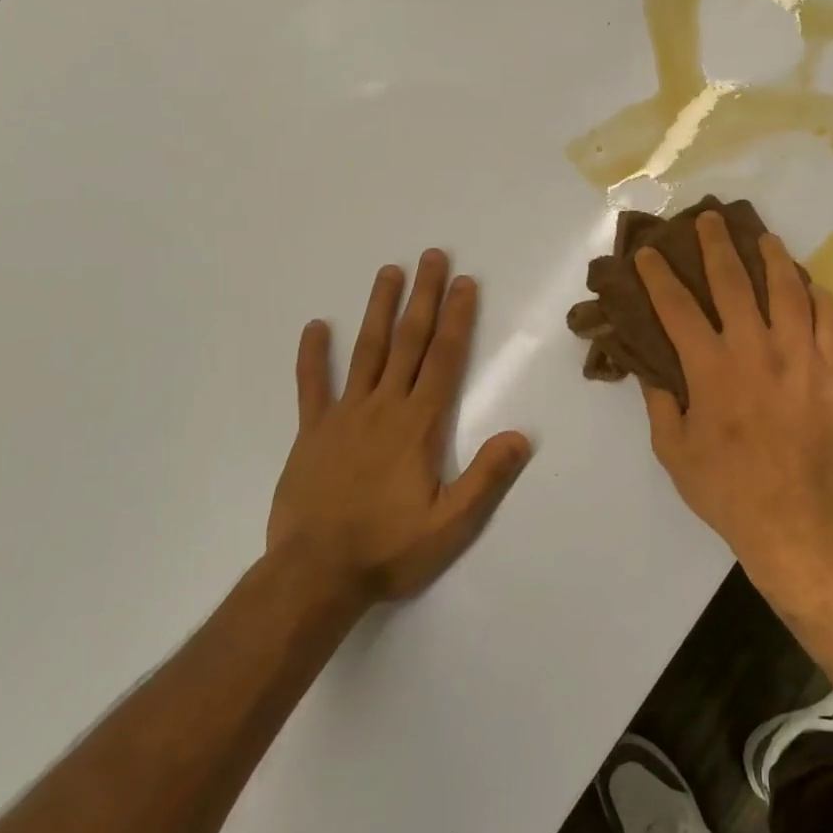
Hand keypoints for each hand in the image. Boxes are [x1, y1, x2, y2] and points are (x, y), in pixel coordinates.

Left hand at [267, 250, 533, 602]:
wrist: (314, 575)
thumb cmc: (389, 549)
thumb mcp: (450, 524)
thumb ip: (486, 477)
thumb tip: (521, 436)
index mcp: (419, 424)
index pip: (445, 358)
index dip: (458, 318)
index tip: (465, 282)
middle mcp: (384, 406)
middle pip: (408, 341)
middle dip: (424, 296)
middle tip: (432, 256)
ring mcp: (344, 415)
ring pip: (365, 350)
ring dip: (379, 309)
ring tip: (389, 272)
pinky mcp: (312, 432)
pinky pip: (311, 386)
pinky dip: (313, 355)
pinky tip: (315, 326)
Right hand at [636, 211, 832, 581]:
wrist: (795, 522)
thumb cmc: (725, 489)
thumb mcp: (674, 451)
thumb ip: (661, 401)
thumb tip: (649, 366)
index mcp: (710, 368)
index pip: (676, 307)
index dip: (658, 276)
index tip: (648, 253)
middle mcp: (754, 349)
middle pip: (732, 281)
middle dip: (715, 245)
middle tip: (708, 219)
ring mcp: (800, 357)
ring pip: (787, 290)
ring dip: (772, 257)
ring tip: (763, 238)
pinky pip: (832, 321)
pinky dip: (820, 297)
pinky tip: (810, 286)